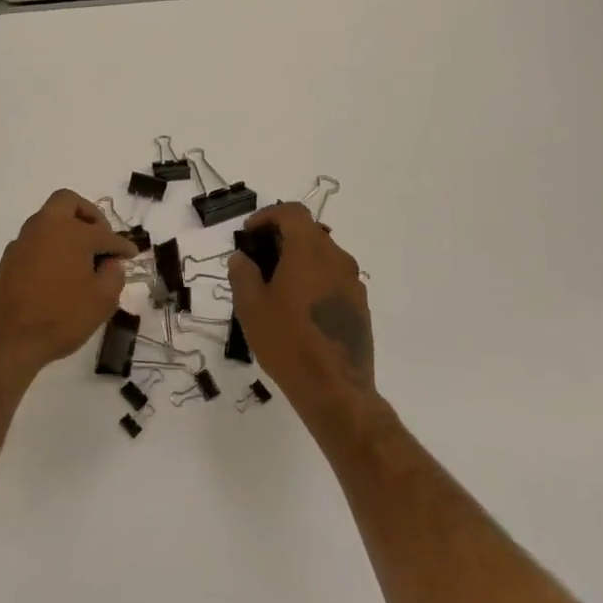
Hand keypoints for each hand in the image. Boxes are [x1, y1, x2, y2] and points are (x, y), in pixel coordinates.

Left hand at [0, 191, 137, 379]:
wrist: (5, 337)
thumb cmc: (60, 317)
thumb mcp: (102, 301)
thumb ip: (114, 275)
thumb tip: (110, 263)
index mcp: (73, 232)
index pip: (105, 233)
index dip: (122, 245)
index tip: (131, 254)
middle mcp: (47, 226)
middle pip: (68, 202)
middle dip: (89, 215)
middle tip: (101, 238)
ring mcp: (24, 239)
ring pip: (49, 219)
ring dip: (67, 229)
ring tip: (82, 258)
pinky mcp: (10, 257)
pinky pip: (37, 239)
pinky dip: (52, 245)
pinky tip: (60, 271)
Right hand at [227, 202, 375, 414]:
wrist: (335, 389)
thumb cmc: (287, 341)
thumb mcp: (251, 307)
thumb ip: (243, 274)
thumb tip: (242, 257)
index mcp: (309, 251)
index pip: (292, 213)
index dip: (268, 216)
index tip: (249, 234)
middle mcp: (337, 259)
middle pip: (309, 232)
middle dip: (281, 238)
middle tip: (257, 260)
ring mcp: (353, 283)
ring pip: (323, 256)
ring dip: (298, 260)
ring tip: (275, 286)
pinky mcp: (360, 306)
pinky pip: (333, 279)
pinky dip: (314, 280)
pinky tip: (297, 308)